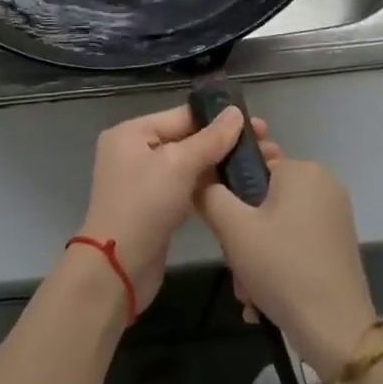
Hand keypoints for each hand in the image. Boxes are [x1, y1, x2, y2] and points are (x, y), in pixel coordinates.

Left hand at [74, 103, 255, 309]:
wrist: (117, 271)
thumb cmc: (143, 206)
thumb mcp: (178, 165)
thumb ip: (210, 139)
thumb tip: (235, 112)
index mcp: (132, 132)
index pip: (182, 116)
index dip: (219, 119)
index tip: (257, 124)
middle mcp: (134, 151)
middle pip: (186, 139)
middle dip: (224, 143)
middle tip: (265, 146)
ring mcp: (144, 182)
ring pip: (188, 166)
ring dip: (219, 166)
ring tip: (258, 166)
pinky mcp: (154, 208)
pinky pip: (185, 188)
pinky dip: (208, 188)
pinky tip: (238, 188)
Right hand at [196, 153, 377, 383]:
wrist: (338, 333)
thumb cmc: (283, 268)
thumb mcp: (233, 229)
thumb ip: (209, 195)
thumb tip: (200, 180)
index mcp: (302, 169)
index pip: (252, 166)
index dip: (231, 196)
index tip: (224, 229)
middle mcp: (323, 184)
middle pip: (264, 200)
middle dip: (243, 236)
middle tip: (236, 268)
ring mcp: (335, 216)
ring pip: (278, 226)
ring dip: (256, 257)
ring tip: (248, 294)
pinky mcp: (339, 244)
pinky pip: (296, 242)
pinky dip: (278, 265)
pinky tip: (266, 300)